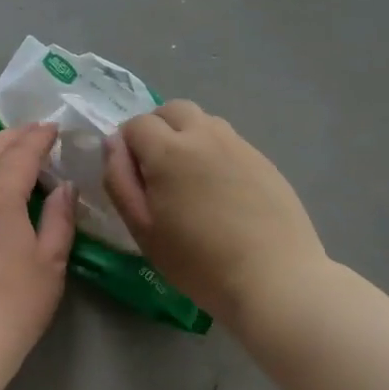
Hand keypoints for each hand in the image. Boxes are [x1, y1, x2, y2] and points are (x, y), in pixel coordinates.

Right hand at [105, 100, 325, 322]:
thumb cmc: (198, 261)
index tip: (133, 177)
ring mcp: (238, 144)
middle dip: (157, 129)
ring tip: (189, 177)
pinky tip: (221, 190)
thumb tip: (113, 144)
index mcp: (168, 150)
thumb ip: (119, 180)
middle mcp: (204, 134)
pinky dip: (214, 152)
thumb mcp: (143, 229)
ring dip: (187, 136)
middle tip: (157, 169)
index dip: (127, 146)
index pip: (136, 124)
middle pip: (172, 110)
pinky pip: (229, 141)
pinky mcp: (263, 159)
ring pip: (203, 121)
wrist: (274, 279)